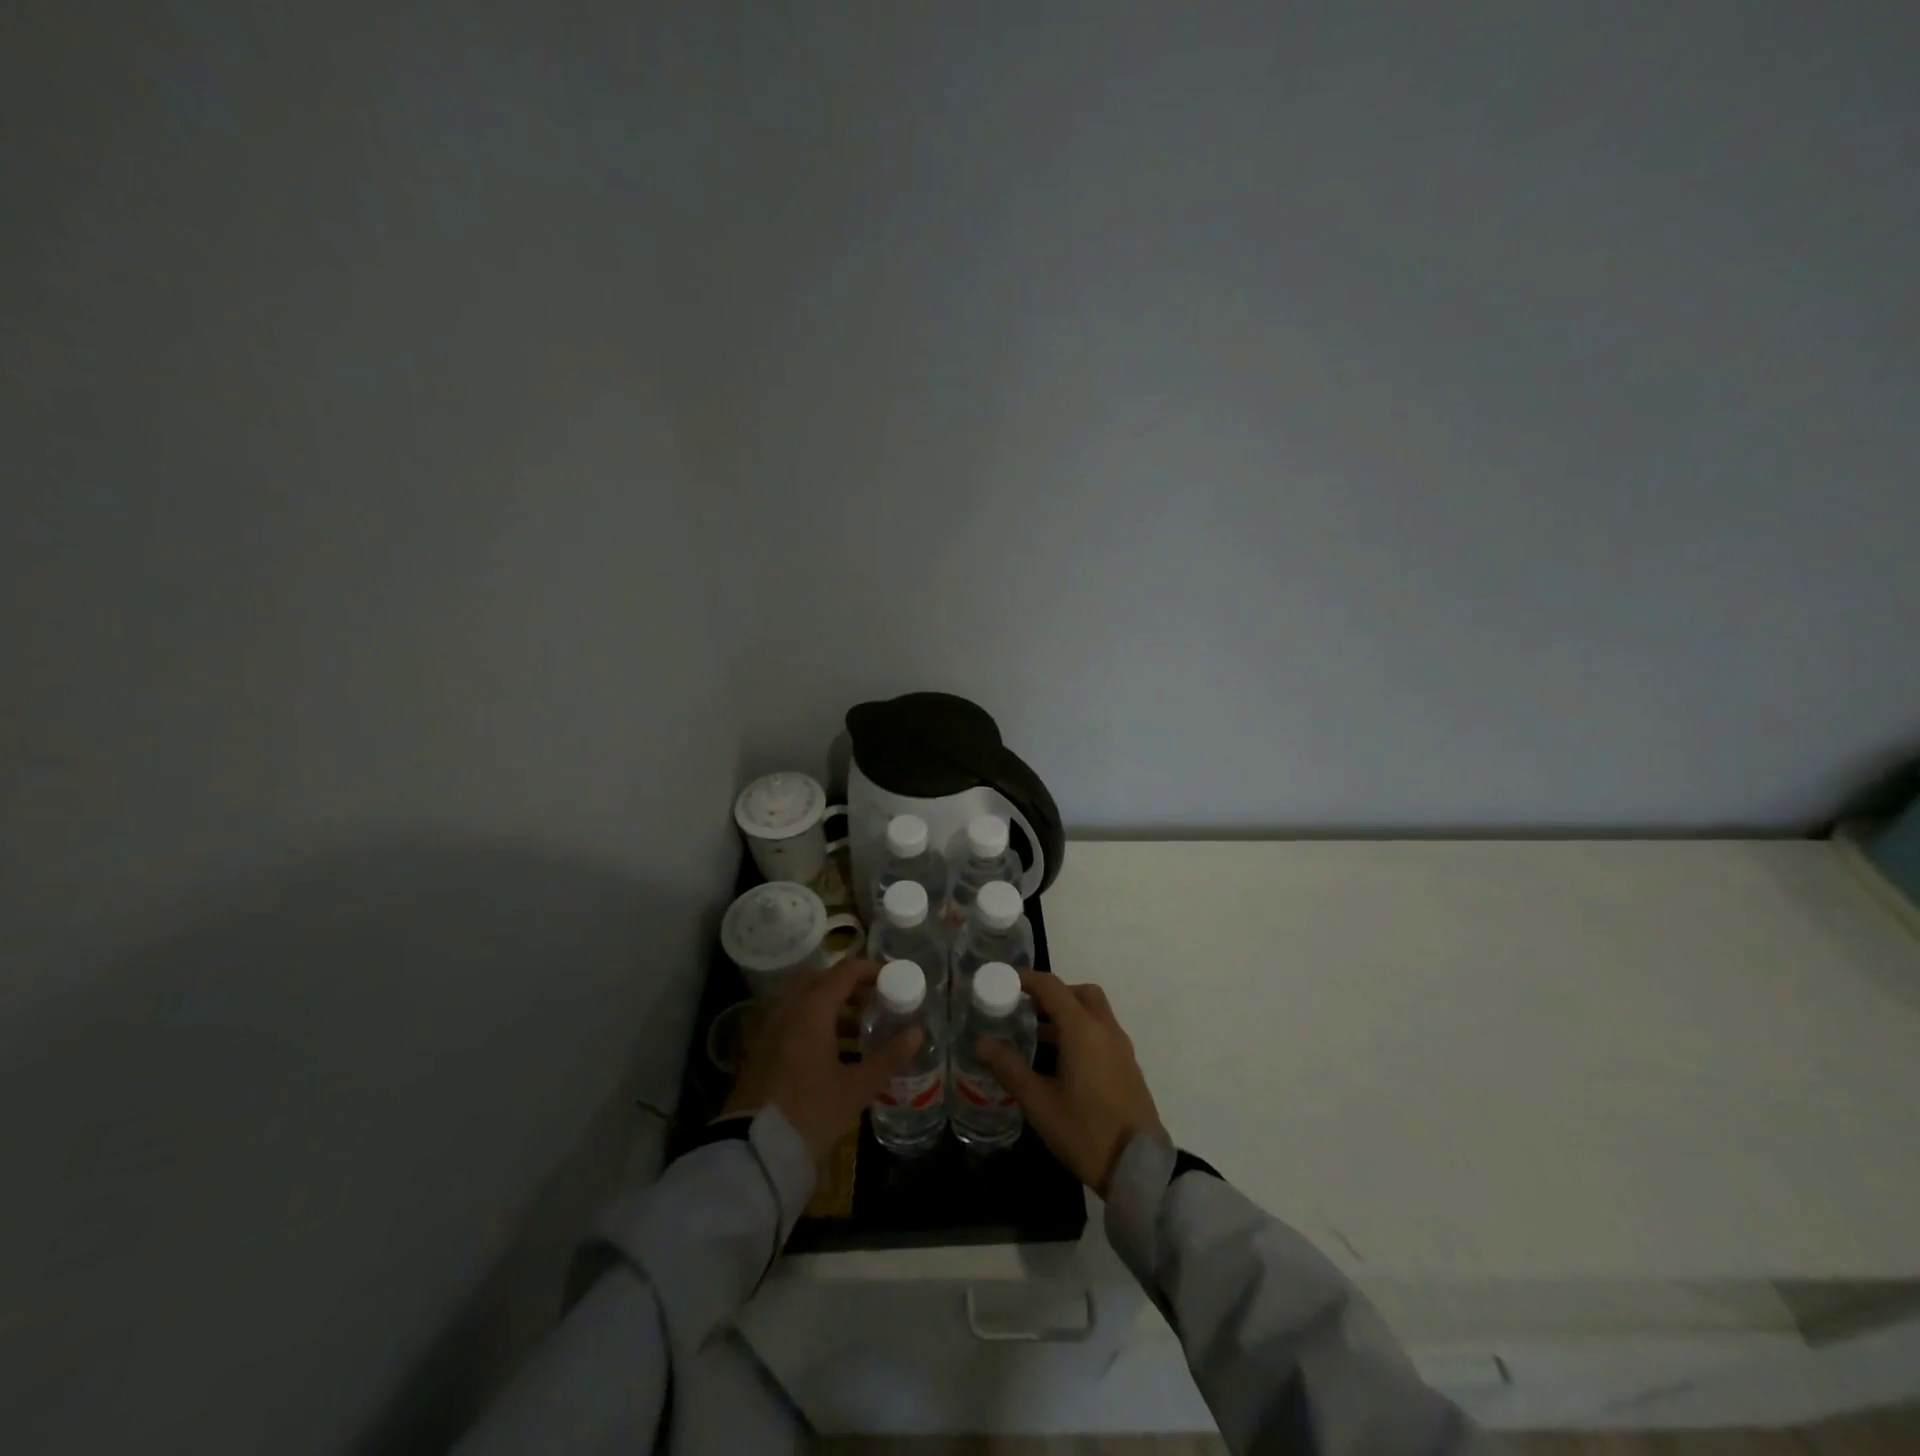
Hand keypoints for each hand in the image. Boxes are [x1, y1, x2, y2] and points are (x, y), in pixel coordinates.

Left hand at [722, 959, 922, 1161]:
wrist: (754, 1150)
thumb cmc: (810, 1113)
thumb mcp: (856, 1088)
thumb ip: (888, 1057)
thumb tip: (917, 1033)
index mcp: (811, 1010)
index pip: (845, 972)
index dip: (870, 970)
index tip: (892, 978)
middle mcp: (788, 1009)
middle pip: (820, 979)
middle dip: (848, 984)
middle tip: (874, 1000)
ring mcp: (770, 1027)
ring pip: (803, 999)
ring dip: (830, 1003)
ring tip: (858, 1026)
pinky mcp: (761, 1048)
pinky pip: (790, 1018)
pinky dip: (812, 1020)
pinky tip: (830, 1049)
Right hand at [976, 970, 1165, 1196]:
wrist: (1139, 1169)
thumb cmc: (1085, 1131)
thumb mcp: (1039, 1103)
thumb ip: (1009, 1068)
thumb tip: (981, 1042)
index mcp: (1083, 1030)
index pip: (1052, 986)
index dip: (1026, 979)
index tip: (1004, 981)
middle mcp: (1105, 1029)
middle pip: (1079, 992)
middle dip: (1051, 993)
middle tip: (1025, 1008)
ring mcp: (1121, 1047)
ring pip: (1094, 1011)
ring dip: (1067, 1012)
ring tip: (1038, 1036)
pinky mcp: (1128, 1066)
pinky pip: (1102, 1031)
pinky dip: (1081, 1030)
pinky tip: (1063, 1061)